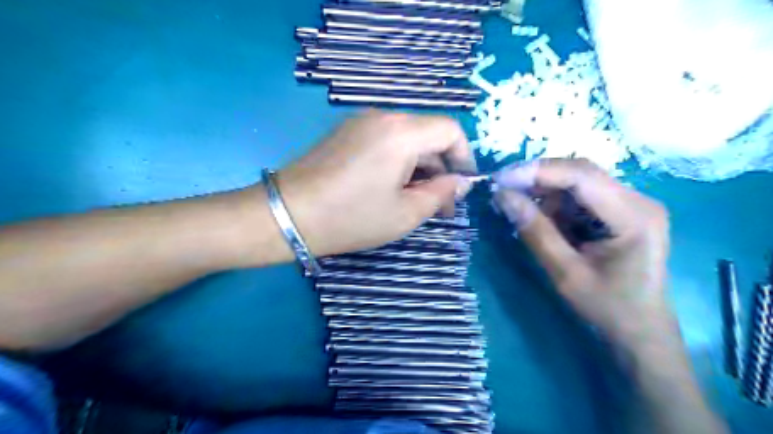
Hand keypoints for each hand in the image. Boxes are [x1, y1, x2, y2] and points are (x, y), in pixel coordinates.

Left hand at [273, 111, 476, 257]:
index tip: (461, 188)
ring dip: (420, 167)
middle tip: (440, 205)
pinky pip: (385, 141)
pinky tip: (391, 188)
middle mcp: (382, 116)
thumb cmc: (351, 217)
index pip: (450, 130)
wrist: (287, 214)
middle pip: (428, 134)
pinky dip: (398, 162)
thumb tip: (460, 182)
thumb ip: (440, 194)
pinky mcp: (346, 133)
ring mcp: (360, 122)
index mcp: (402, 132)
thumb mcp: (405, 213)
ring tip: (416, 201)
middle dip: (440, 168)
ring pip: (407, 139)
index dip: (464, 157)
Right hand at [496, 159, 671, 348]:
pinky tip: (539, 217)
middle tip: (503, 190)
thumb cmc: (608, 308)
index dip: (538, 172)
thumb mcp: (565, 273)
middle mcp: (638, 200)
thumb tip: (503, 196)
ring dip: (544, 191)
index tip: (501, 180)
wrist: (640, 331)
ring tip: (517, 207)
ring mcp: (630, 203)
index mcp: (634, 216)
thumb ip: (535, 232)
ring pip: (577, 181)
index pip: (582, 176)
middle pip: (580, 172)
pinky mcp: (619, 211)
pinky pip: (580, 195)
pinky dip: (554, 202)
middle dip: (538, 178)